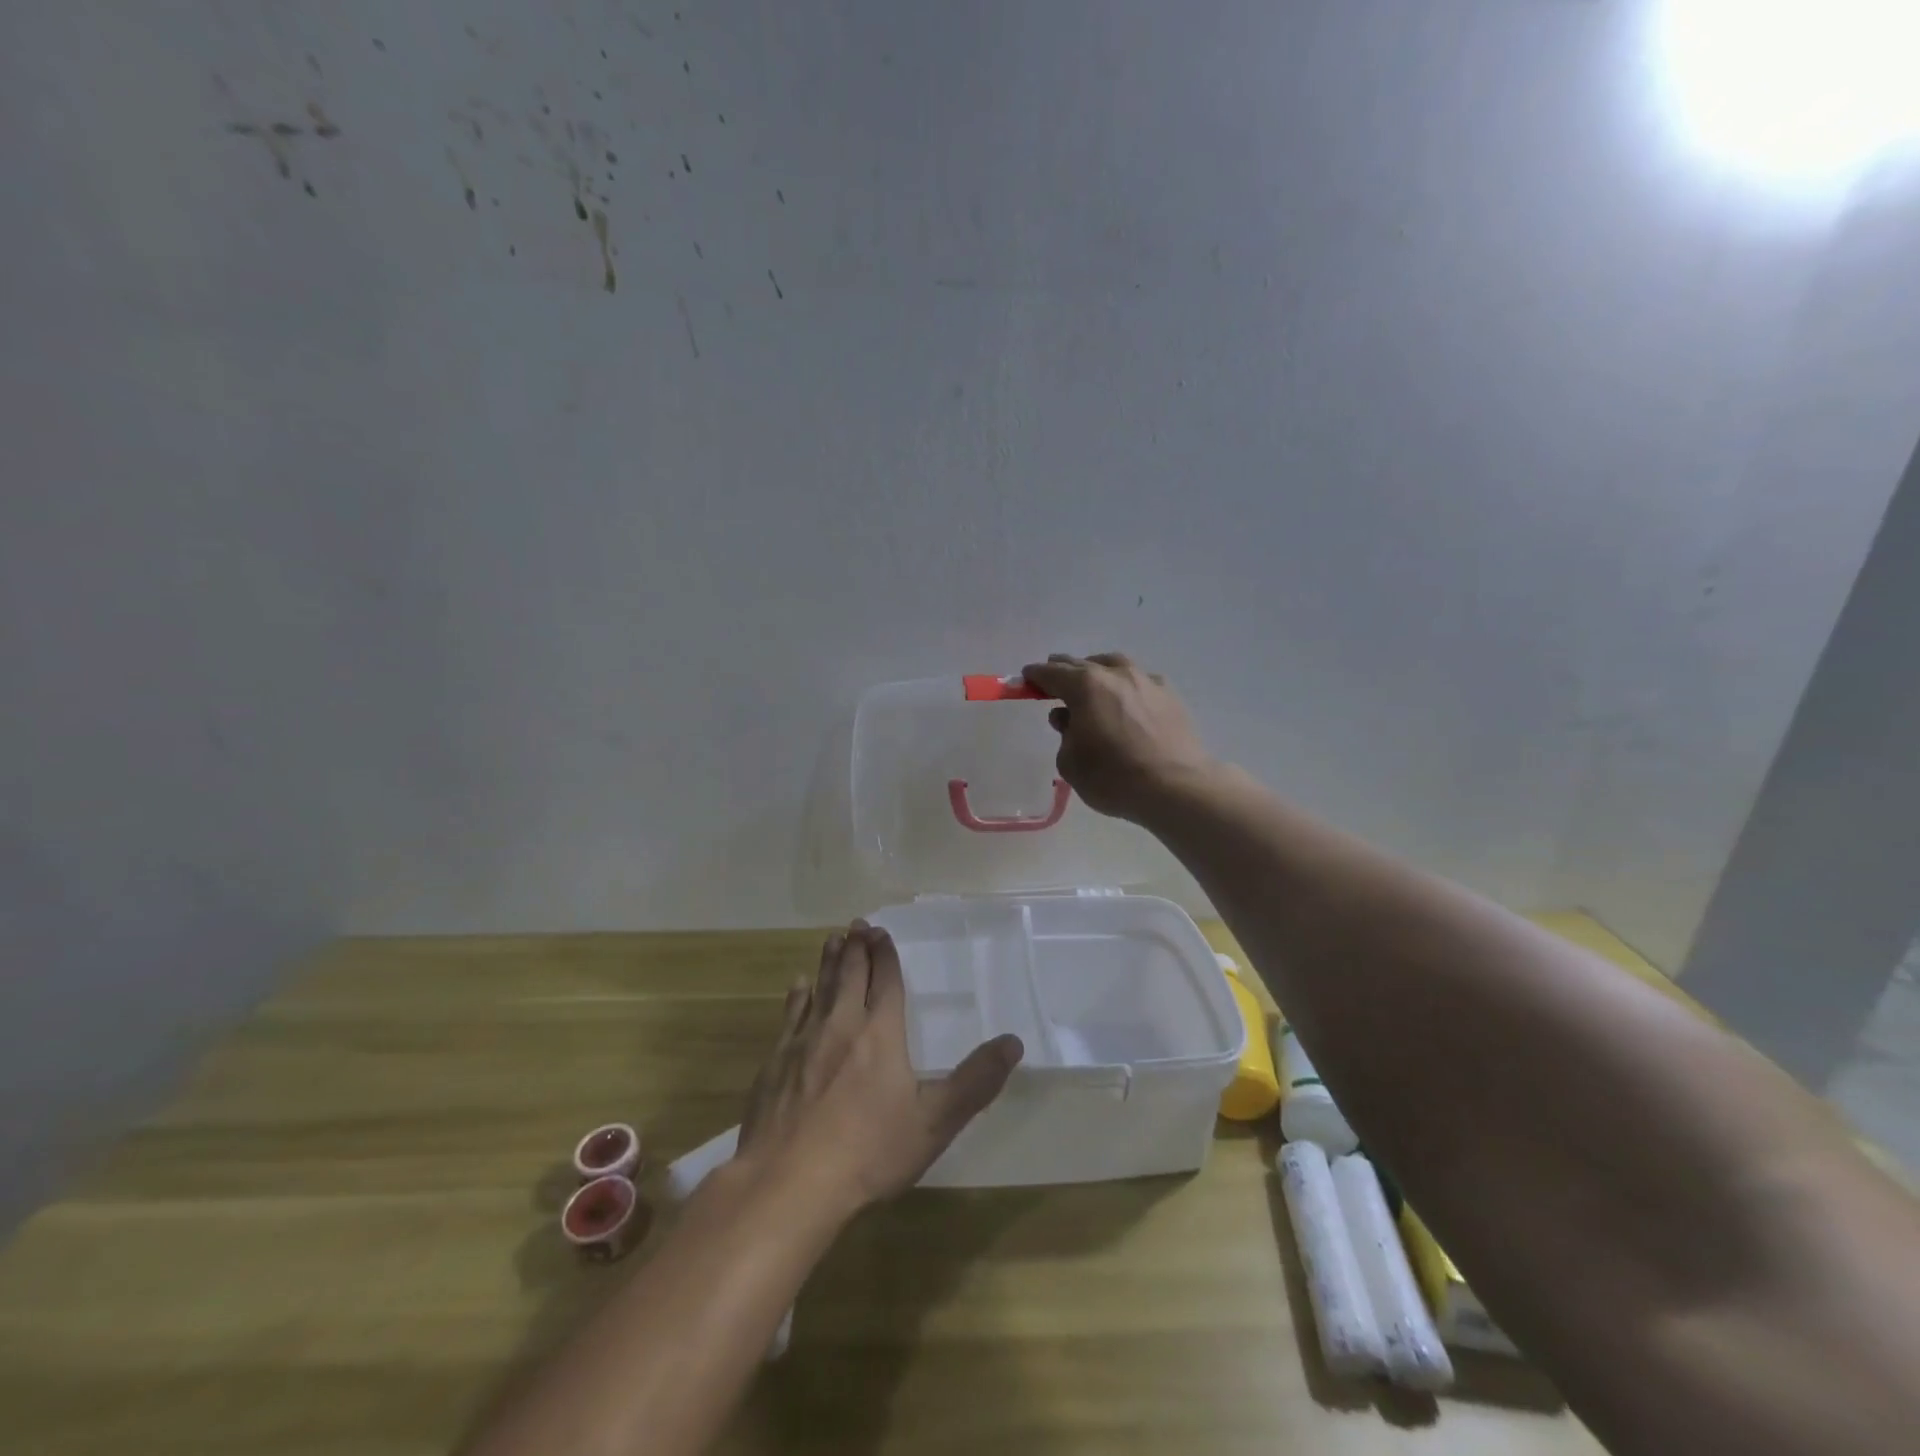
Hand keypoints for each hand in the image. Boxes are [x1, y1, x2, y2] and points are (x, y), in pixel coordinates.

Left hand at [737, 923, 1023, 1214]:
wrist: (788, 1183)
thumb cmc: (868, 1153)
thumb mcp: (934, 1123)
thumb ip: (975, 1082)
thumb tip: (1013, 1042)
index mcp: (880, 1034)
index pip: (885, 982)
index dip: (885, 956)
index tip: (880, 931)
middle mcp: (841, 1025)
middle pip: (850, 976)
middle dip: (857, 948)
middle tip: (857, 924)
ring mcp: (803, 1042)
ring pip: (820, 988)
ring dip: (829, 962)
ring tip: (833, 940)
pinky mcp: (774, 1063)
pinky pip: (790, 1016)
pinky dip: (797, 996)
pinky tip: (798, 986)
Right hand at [1022, 653, 1217, 822]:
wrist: (1176, 788)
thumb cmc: (1113, 778)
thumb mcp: (1071, 763)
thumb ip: (1064, 734)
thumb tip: (1068, 718)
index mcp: (1085, 687)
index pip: (1052, 673)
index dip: (1036, 675)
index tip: (1026, 677)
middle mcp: (1116, 675)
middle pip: (1082, 664)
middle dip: (1064, 670)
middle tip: (1053, 679)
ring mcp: (1146, 682)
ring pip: (1114, 666)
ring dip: (1098, 671)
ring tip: (1092, 684)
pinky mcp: (1170, 696)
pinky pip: (1140, 682)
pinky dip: (1126, 686)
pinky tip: (1127, 701)